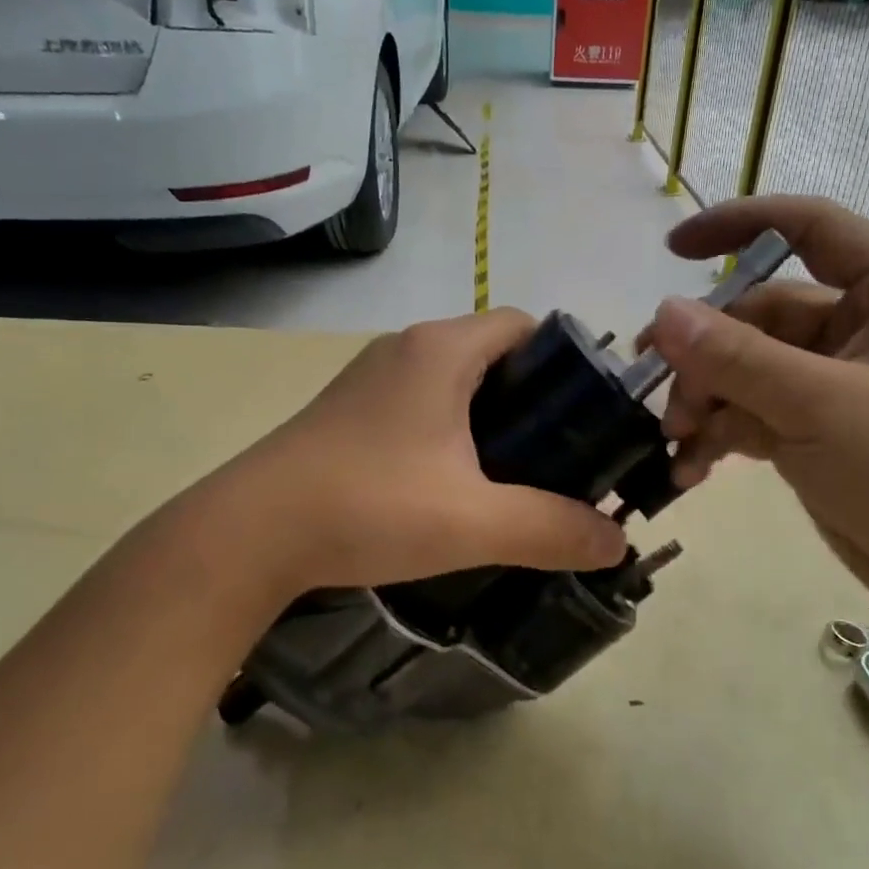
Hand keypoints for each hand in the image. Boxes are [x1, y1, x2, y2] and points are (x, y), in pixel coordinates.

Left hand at [202, 310, 626, 596]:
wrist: (250, 534)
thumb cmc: (369, 507)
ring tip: (515, 475)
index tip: (587, 417)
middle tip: (560, 456)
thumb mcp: (475, 523)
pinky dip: (451, 432)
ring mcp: (370, 380)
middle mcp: (405, 349)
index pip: (526, 325)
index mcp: (442, 350)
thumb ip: (554, 530)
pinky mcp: (348, 413)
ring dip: (490, 420)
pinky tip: (454, 485)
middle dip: (534, 400)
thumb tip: (618, 544)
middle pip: (493, 354)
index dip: (566, 363)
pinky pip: (420, 405)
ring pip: (454, 382)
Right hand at [644, 196, 868, 624]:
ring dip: (705, 401)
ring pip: (746, 369)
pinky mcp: (816, 430)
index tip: (671, 250)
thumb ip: (737, 358)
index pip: (807, 227)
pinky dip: (719, 436)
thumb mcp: (821, 405)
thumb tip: (663, 314)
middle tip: (661, 397)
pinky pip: (751, 414)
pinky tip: (689, 468)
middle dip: (705, 356)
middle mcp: (860, 326)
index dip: (737, 225)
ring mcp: (835, 382)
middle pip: (758, 316)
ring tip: (674, 441)